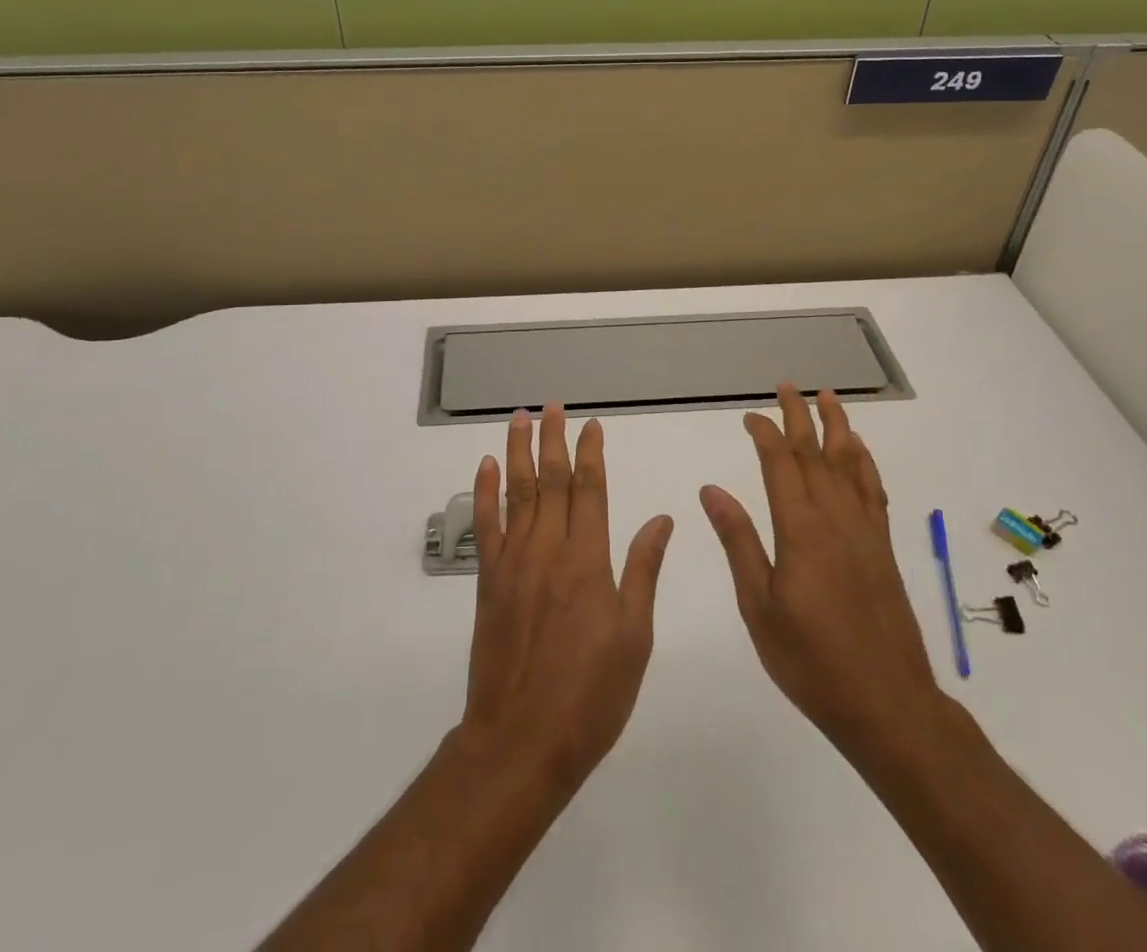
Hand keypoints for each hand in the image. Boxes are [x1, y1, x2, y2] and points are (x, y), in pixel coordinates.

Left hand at [458, 404, 674, 793]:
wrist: (521, 739)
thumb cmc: (590, 694)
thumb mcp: (634, 638)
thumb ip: (643, 571)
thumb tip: (662, 519)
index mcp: (588, 561)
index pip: (590, 490)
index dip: (591, 454)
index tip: (592, 425)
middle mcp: (548, 550)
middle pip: (551, 481)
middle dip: (553, 440)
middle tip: (552, 406)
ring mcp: (513, 562)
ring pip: (517, 493)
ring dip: (517, 452)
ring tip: (518, 419)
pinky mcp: (488, 581)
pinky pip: (486, 526)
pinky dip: (484, 493)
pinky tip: (485, 468)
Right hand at [700, 385, 943, 765]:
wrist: (887, 704)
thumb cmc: (811, 661)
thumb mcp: (759, 607)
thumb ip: (739, 542)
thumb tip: (712, 490)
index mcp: (800, 530)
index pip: (780, 465)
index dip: (765, 434)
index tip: (749, 415)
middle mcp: (836, 519)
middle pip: (816, 454)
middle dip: (800, 416)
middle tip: (788, 385)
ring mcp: (865, 532)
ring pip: (850, 464)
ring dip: (838, 427)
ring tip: (829, 397)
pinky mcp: (883, 549)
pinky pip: (874, 491)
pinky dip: (865, 463)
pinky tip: (859, 452)